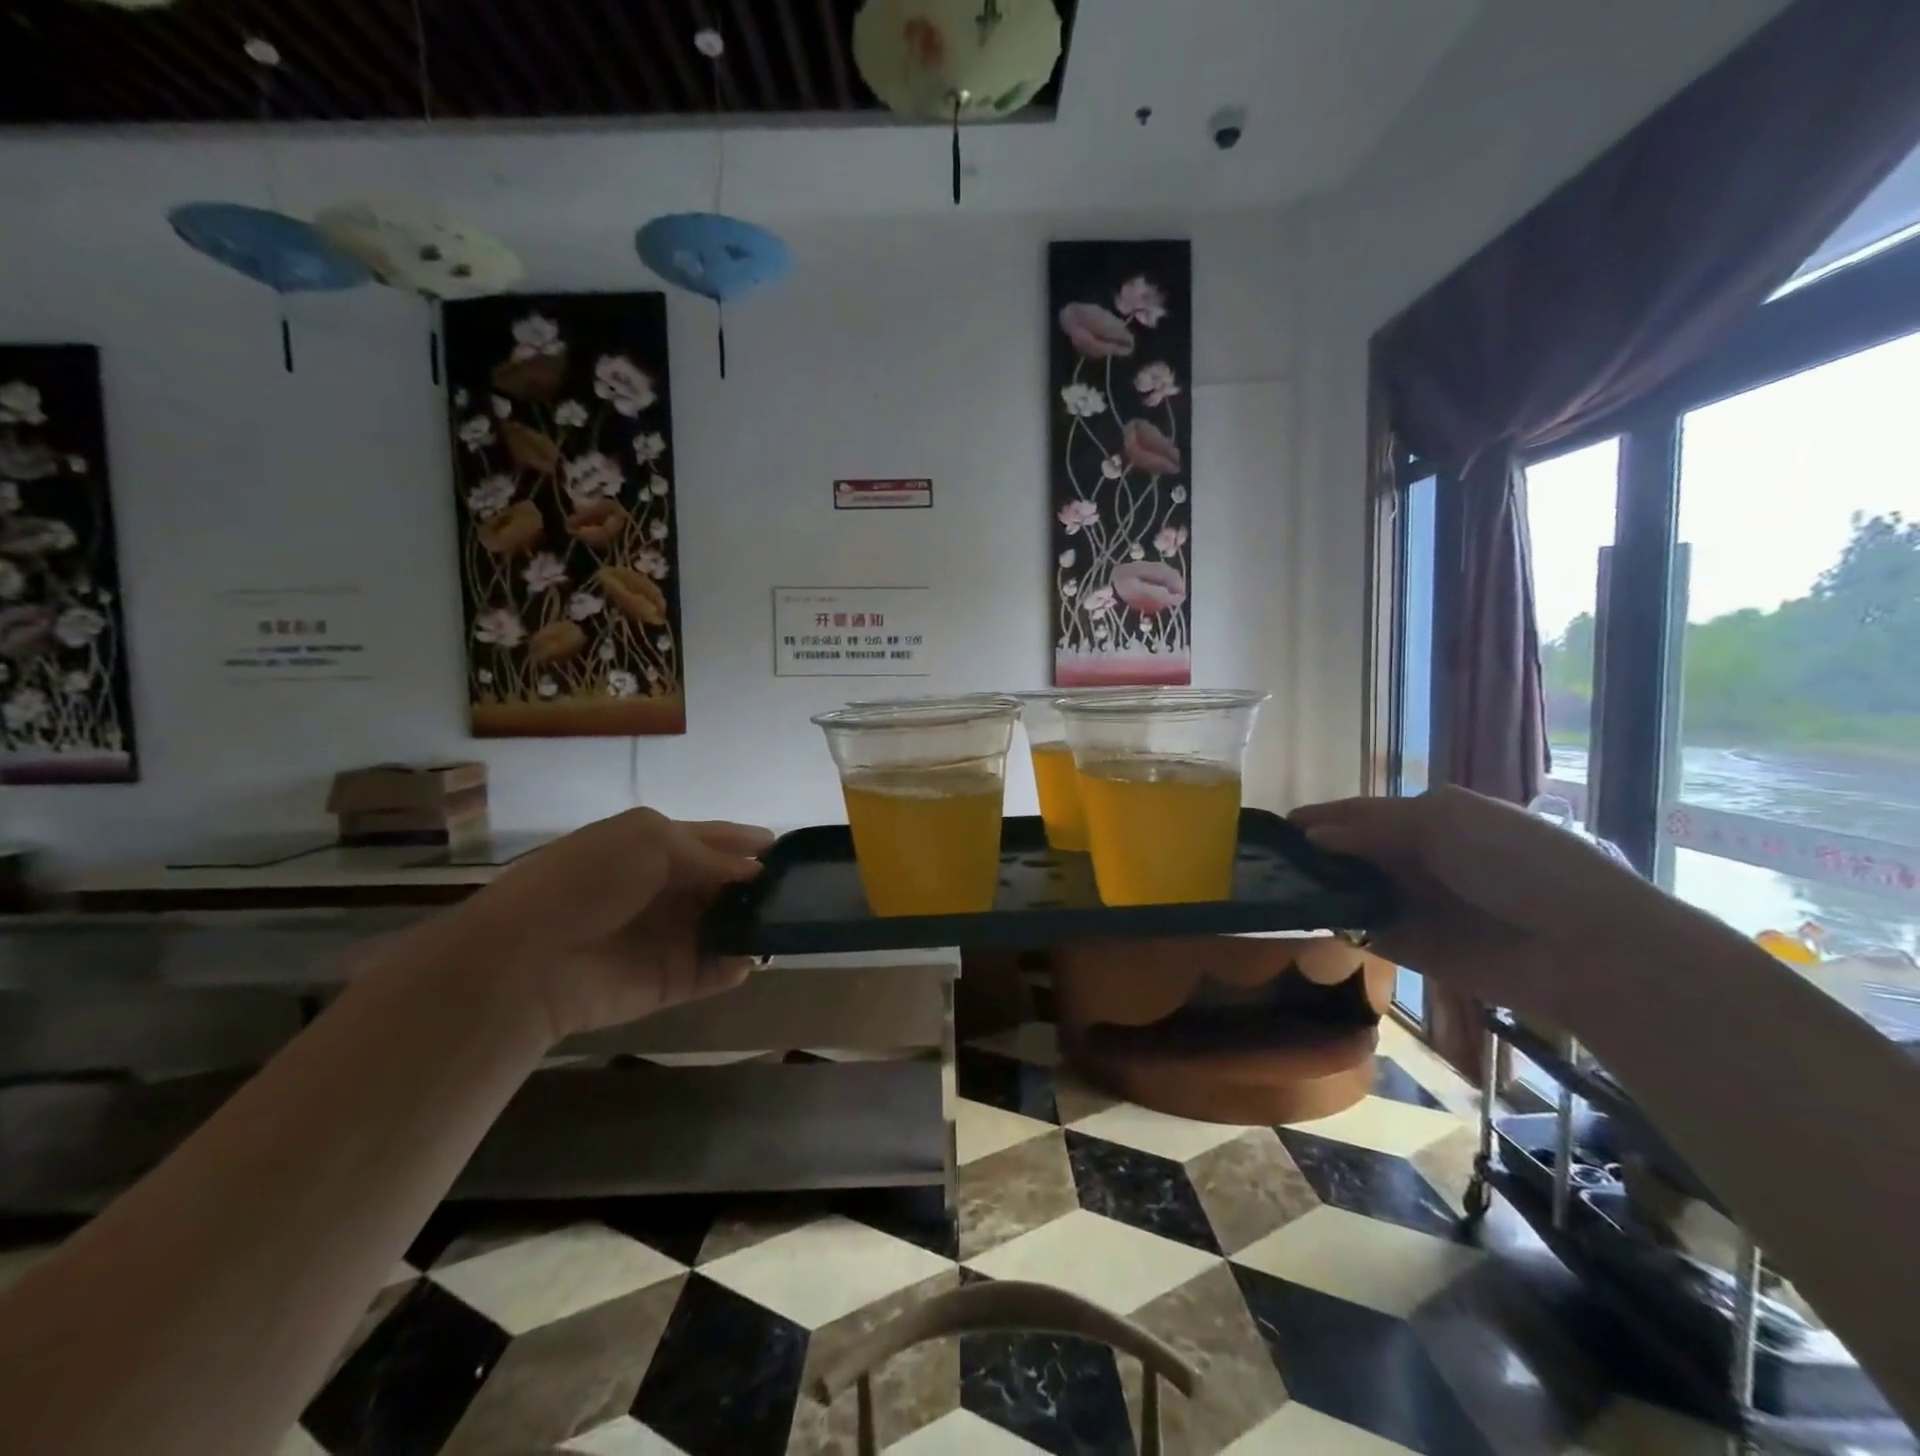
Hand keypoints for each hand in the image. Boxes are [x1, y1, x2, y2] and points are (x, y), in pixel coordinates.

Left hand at [443, 809, 773, 1042]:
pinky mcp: (670, 982)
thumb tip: (755, 871)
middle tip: (800, 889)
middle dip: (759, 886)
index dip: (750, 843)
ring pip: (727, 928)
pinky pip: (714, 973)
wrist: (529, 956)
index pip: (715, 841)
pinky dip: (736, 967)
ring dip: (755, 926)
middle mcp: (668, 890)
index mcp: (657, 848)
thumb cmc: (589, 881)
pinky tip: (751, 959)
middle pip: (726, 886)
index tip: (790, 850)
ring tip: (788, 924)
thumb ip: (709, 853)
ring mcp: (670, 938)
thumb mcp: (650, 840)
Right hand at [1292, 786, 1673, 1023]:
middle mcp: (1420, 860)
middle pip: (1352, 853)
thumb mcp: (1443, 822)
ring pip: (1352, 891)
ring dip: (1319, 890)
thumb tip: (1311, 836)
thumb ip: (1372, 826)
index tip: (1276, 826)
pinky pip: (1363, 932)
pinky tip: (1300, 920)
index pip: (1362, 814)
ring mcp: (1416, 905)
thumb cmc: (1517, 864)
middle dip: (1313, 855)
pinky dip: (1335, 926)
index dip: (1322, 817)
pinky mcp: (1414, 949)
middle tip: (1264, 860)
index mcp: (1433, 819)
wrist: (1584, 947)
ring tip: (1270, 888)